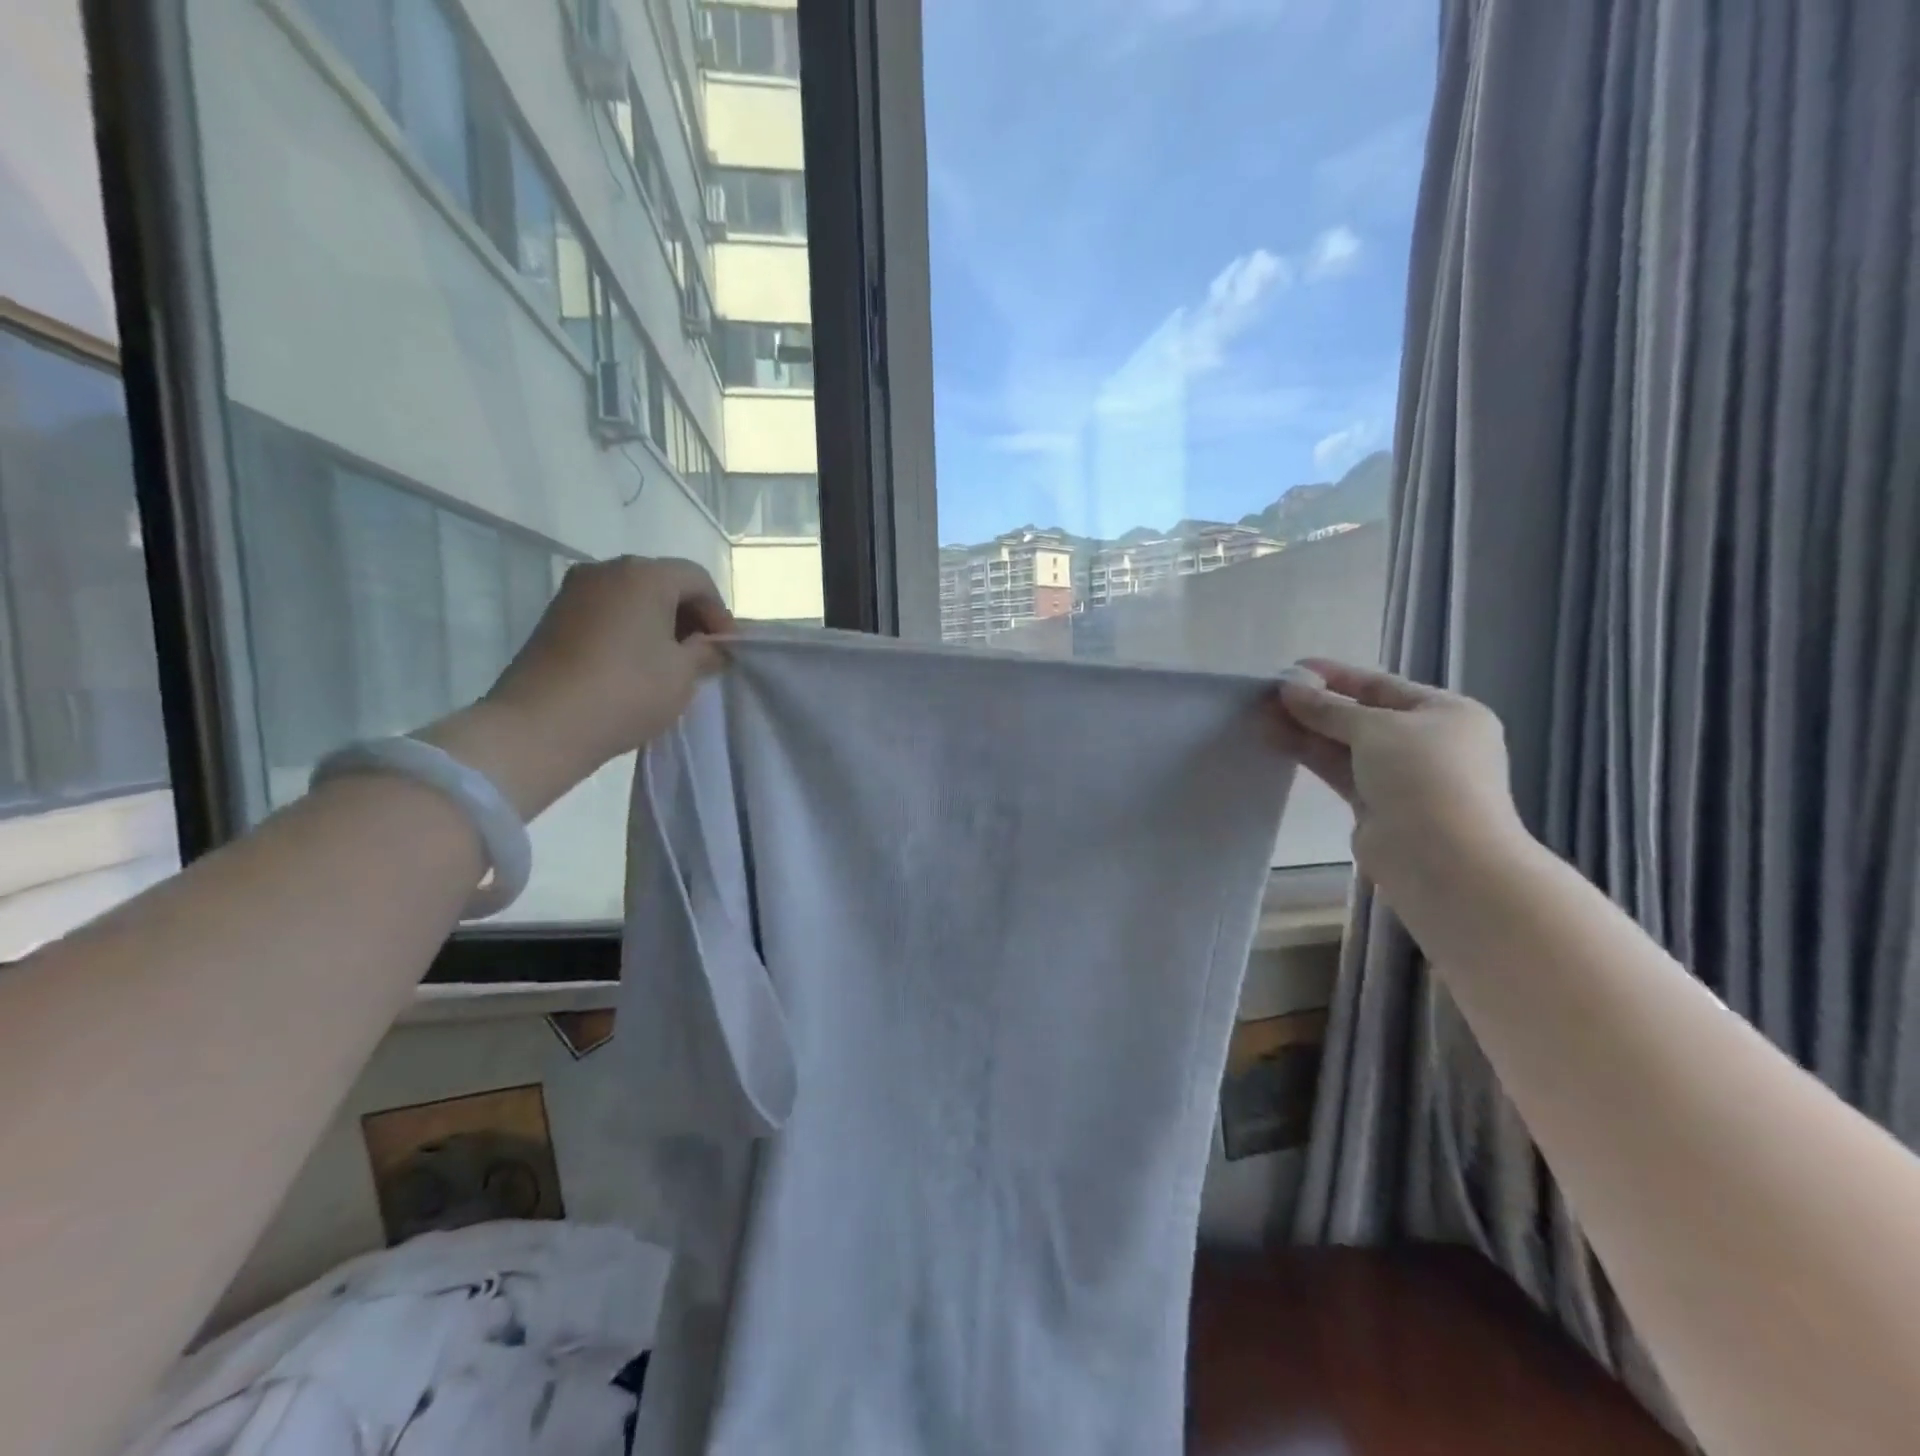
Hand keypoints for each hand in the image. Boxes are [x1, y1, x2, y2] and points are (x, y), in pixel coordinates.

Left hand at [421, 557, 732, 817]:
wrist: (541, 725)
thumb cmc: (627, 691)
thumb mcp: (683, 674)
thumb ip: (706, 652)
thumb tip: (711, 646)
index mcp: (644, 575)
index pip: (697, 579)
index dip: (719, 613)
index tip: (726, 649)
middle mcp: (607, 570)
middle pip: (663, 582)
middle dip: (689, 616)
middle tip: (702, 655)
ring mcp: (575, 591)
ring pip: (633, 597)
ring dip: (658, 623)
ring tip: (670, 663)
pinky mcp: (555, 616)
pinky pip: (607, 612)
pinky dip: (630, 630)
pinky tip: (636, 664)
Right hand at [1271, 660, 1527, 888]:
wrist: (1443, 860)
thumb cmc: (1424, 777)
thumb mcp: (1376, 728)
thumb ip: (1328, 708)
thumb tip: (1289, 686)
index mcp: (1446, 713)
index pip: (1382, 685)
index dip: (1336, 676)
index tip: (1293, 669)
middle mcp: (1427, 742)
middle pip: (1361, 715)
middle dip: (1315, 705)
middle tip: (1268, 695)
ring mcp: (1400, 776)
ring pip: (1345, 745)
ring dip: (1305, 730)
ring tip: (1261, 716)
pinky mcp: (1375, 806)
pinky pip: (1338, 771)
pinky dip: (1310, 756)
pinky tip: (1275, 741)